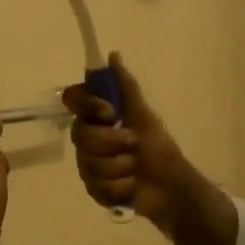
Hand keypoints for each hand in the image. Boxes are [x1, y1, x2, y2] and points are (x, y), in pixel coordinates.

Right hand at [61, 54, 238, 244]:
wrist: (171, 187)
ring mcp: (88, 165)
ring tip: (136, 170)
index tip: (110, 113)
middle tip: (134, 145)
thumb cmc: (159, 148)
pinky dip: (120, 187)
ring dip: (121, 167)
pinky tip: (132, 187)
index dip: (88, 106)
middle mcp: (88, 139)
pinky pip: (97, 186)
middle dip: (111, 142)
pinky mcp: (94, 190)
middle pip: (80, 135)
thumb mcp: (144, 115)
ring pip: (89, 164)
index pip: (73, 100)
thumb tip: (113, 54)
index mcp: (98, 117)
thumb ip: (126, 87)